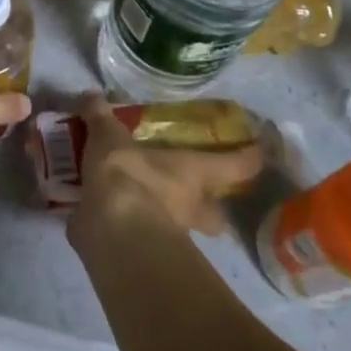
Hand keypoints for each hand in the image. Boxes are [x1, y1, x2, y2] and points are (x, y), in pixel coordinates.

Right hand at [70, 94, 262, 237]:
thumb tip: (91, 95)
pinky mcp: (146, 255)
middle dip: (211, 208)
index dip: (250, 157)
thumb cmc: (127, 176)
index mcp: (194, 173)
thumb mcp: (109, 138)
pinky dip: (131, 230)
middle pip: (217, 214)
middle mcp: (192, 207)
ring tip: (145, 205)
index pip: (237, 165)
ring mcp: (173, 236)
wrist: (111, 230)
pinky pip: (145, 240)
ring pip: (184, 231)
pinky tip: (113, 220)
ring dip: (170, 221)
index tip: (258, 150)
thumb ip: (101, 118)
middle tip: (193, 194)